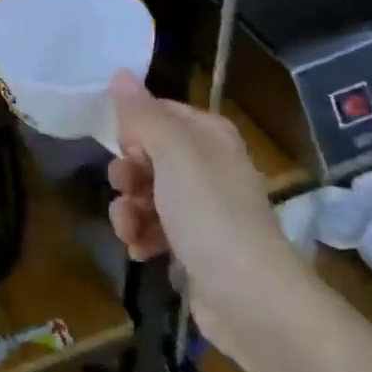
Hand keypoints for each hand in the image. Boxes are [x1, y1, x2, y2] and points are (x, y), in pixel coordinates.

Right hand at [105, 72, 291, 355]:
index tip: (121, 144)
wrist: (250, 298)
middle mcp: (207, 167)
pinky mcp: (193, 246)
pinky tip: (140, 251)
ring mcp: (202, 209)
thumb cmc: (210, 214)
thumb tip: (120, 73)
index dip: (134, 127)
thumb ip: (143, 114)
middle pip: (147, 155)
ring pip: (145, 194)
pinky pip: (153, 229)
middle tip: (128, 187)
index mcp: (209, 136)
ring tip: (129, 229)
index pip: (159, 113)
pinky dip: (142, 237)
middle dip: (127, 173)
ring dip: (128, 210)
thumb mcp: (173, 153)